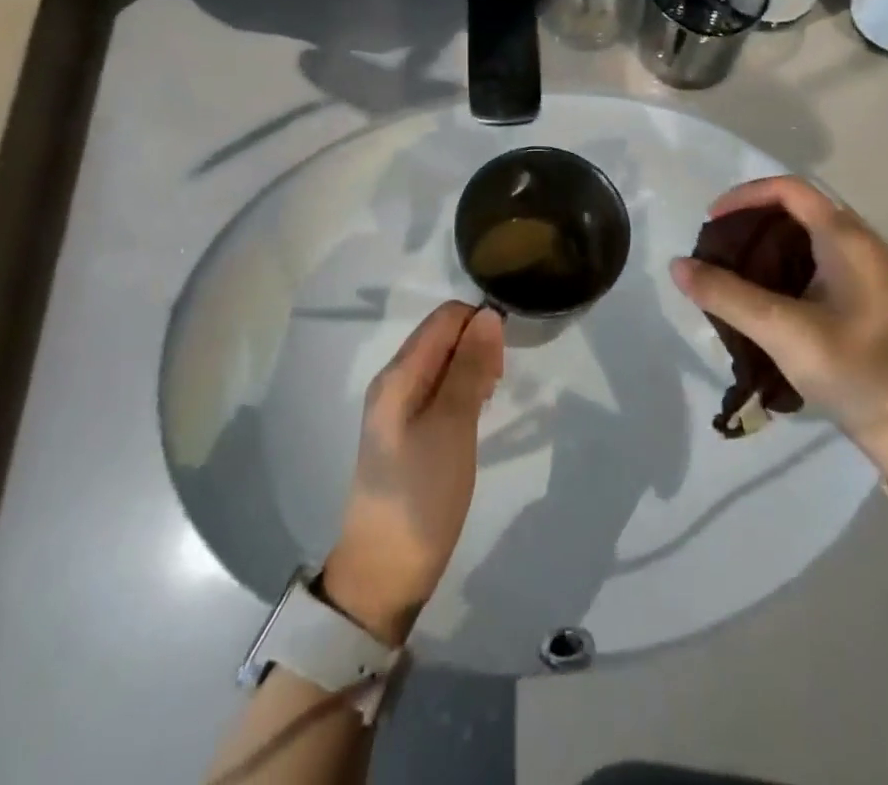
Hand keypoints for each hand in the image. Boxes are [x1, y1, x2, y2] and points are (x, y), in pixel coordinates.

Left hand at [322, 302, 503, 645]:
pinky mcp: (406, 432)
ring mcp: (397, 408)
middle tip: (498, 386)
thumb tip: (488, 314)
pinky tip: (474, 417)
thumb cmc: (422, 493)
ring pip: (443, 363)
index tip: (503, 360)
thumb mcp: (453, 425)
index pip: (445, 317)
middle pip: (443, 336)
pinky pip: (438, 390)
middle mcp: (394, 381)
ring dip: (472, 369)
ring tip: (489, 401)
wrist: (384, 572)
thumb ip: (470, 366)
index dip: (479, 325)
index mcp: (399, 373)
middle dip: (477, 346)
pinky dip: (462, 392)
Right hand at [670, 176, 887, 481]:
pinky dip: (779, 266)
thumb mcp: (782, 330)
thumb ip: (727, 295)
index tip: (711, 222)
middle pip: (794, 209)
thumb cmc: (854, 370)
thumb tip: (677, 265)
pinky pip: (811, 261)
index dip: (744, 196)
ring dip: (762, 245)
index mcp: (846, 239)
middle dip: (749, 221)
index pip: (788, 189)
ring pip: (802, 237)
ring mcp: (862, 271)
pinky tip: (758, 297)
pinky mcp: (859, 296)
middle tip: (715, 249)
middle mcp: (857, 244)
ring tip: (728, 271)